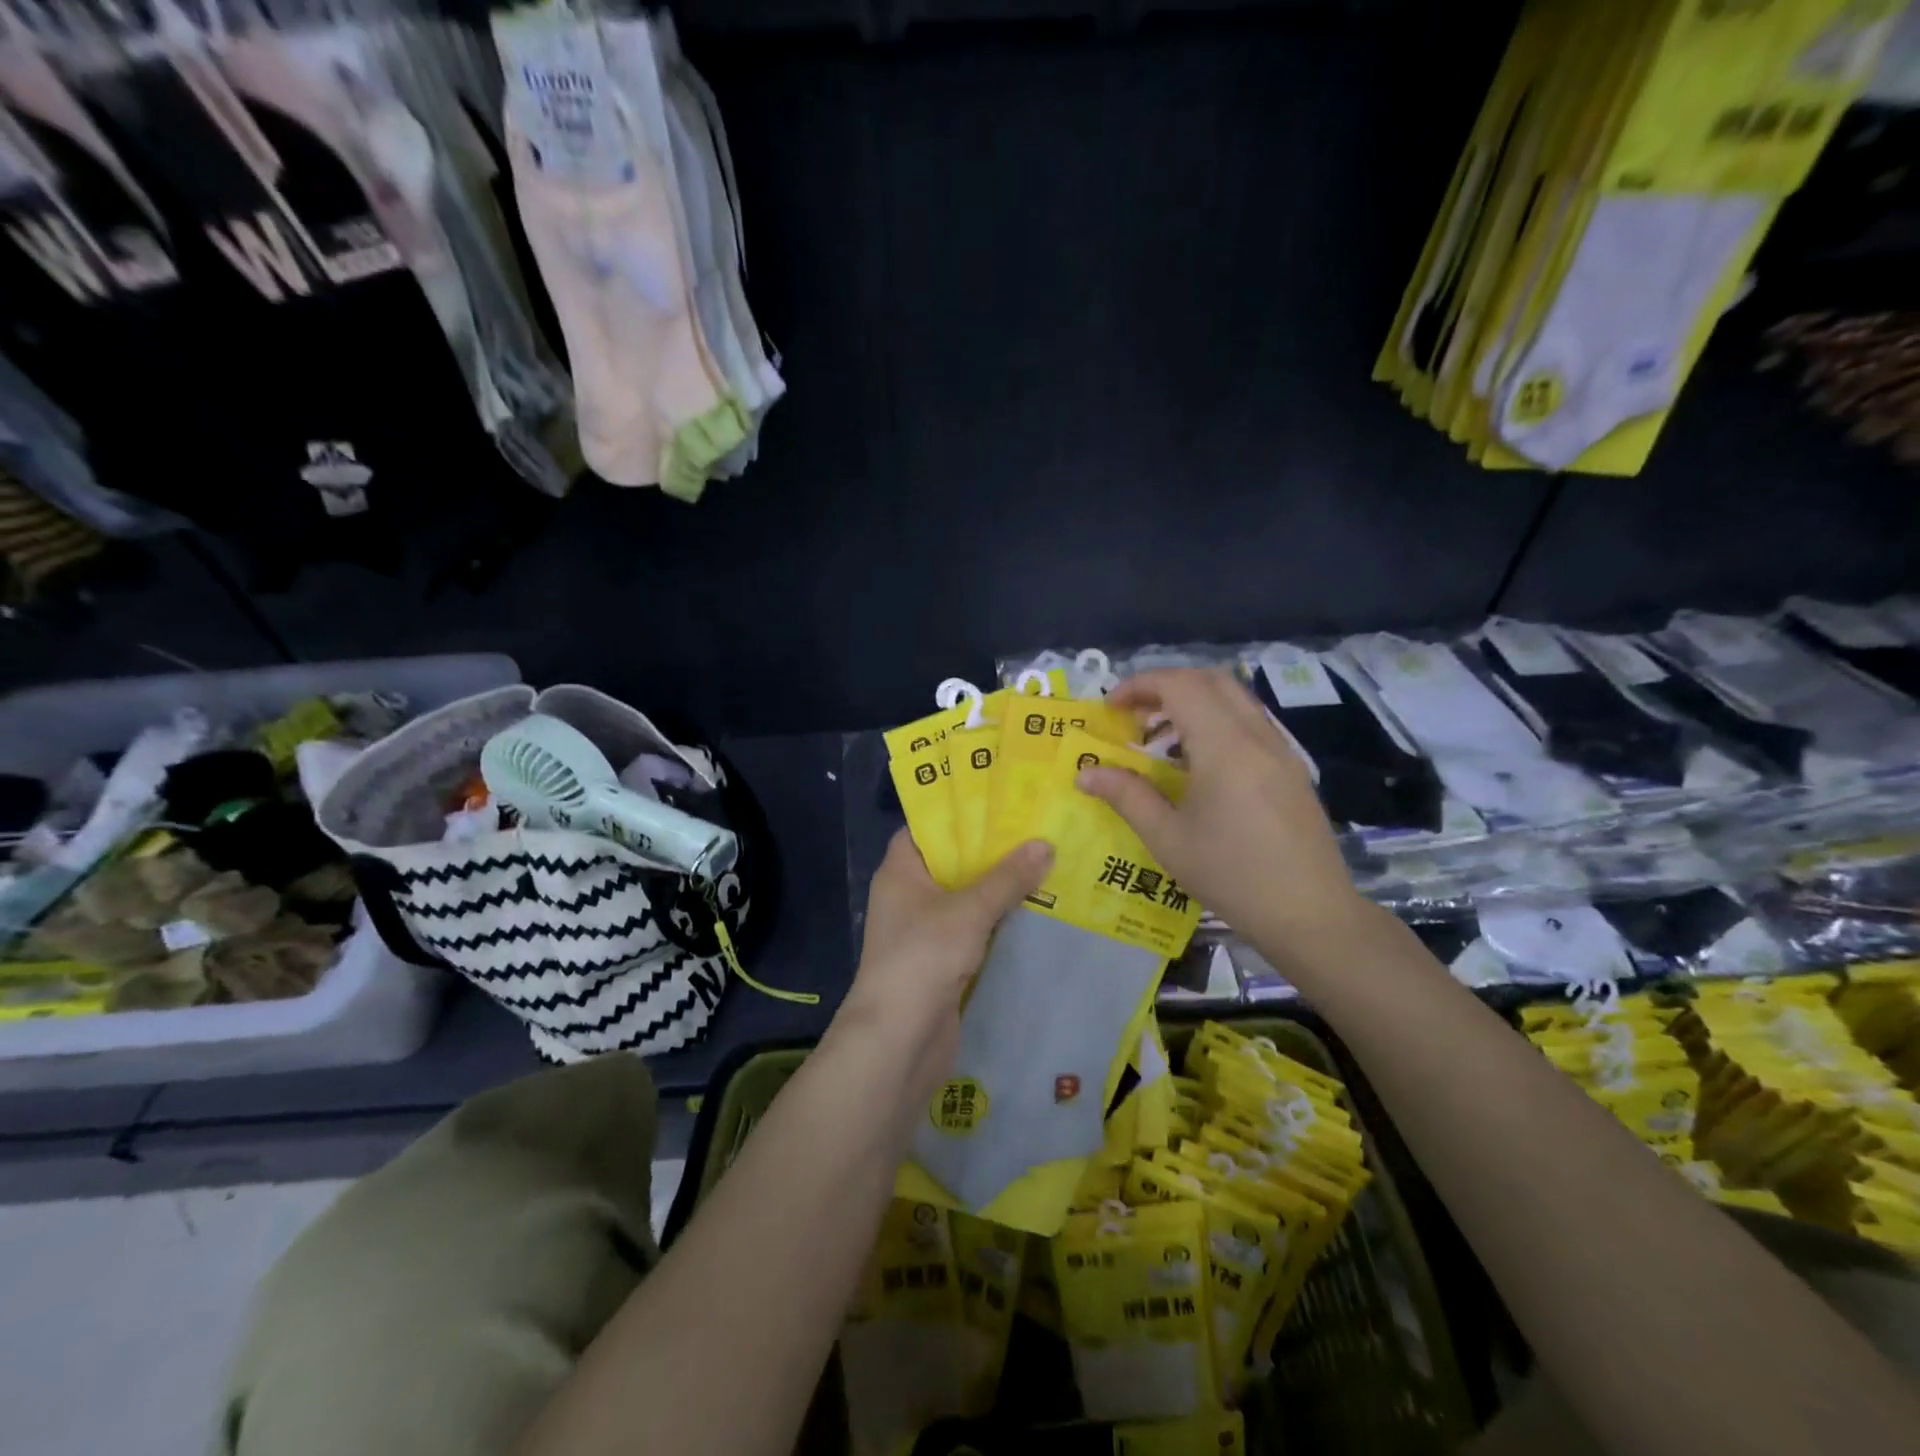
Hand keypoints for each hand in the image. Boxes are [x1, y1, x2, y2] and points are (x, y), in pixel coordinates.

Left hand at [835, 831, 1051, 1099]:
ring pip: (967, 898)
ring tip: (1046, 862)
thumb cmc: (923, 957)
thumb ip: (1007, 878)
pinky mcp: (942, 961)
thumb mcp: (969, 911)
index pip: (926, 828)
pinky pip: (974, 930)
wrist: (898, 1040)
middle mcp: (909, 896)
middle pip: (952, 862)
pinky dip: (999, 921)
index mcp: (901, 871)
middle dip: (991, 851)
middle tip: (1036, 829)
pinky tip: (1037, 910)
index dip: (958, 813)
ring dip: (1000, 888)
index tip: (998, 801)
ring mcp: (925, 931)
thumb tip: (1045, 844)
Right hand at [1077, 668, 1368, 953]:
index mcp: (1224, 746)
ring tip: (1161, 739)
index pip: (1179, 685)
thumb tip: (1085, 773)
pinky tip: (1198, 765)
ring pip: (1234, 699)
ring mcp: (1280, 750)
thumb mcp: (1168, 838)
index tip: (1111, 707)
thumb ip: (1126, 796)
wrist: (1310, 914)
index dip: (1140, 684)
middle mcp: (1256, 735)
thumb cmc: (1232, 875)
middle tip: (1134, 715)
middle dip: (1166, 685)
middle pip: (1210, 680)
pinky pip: (1250, 723)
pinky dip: (1217, 722)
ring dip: (1193, 702)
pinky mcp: (1291, 769)